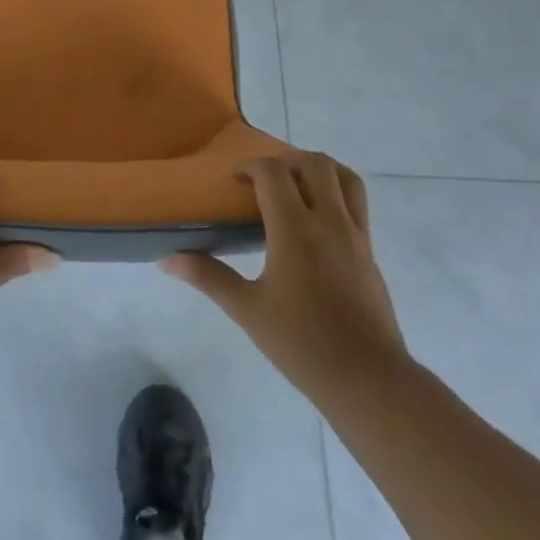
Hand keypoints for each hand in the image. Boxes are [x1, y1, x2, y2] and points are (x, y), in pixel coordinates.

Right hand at [161, 152, 405, 406]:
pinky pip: (357, 204)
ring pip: (346, 178)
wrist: (367, 379)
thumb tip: (168, 260)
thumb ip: (208, 277)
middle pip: (315, 163)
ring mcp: (356, 235)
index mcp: (295, 229)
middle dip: (286, 160)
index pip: (273, 173)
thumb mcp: (247, 310)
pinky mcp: (370, 252)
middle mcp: (330, 221)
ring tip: (296, 186)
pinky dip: (336, 194)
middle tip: (264, 181)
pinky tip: (316, 224)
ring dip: (319, 170)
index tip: (234, 182)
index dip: (250, 166)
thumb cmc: (301, 343)